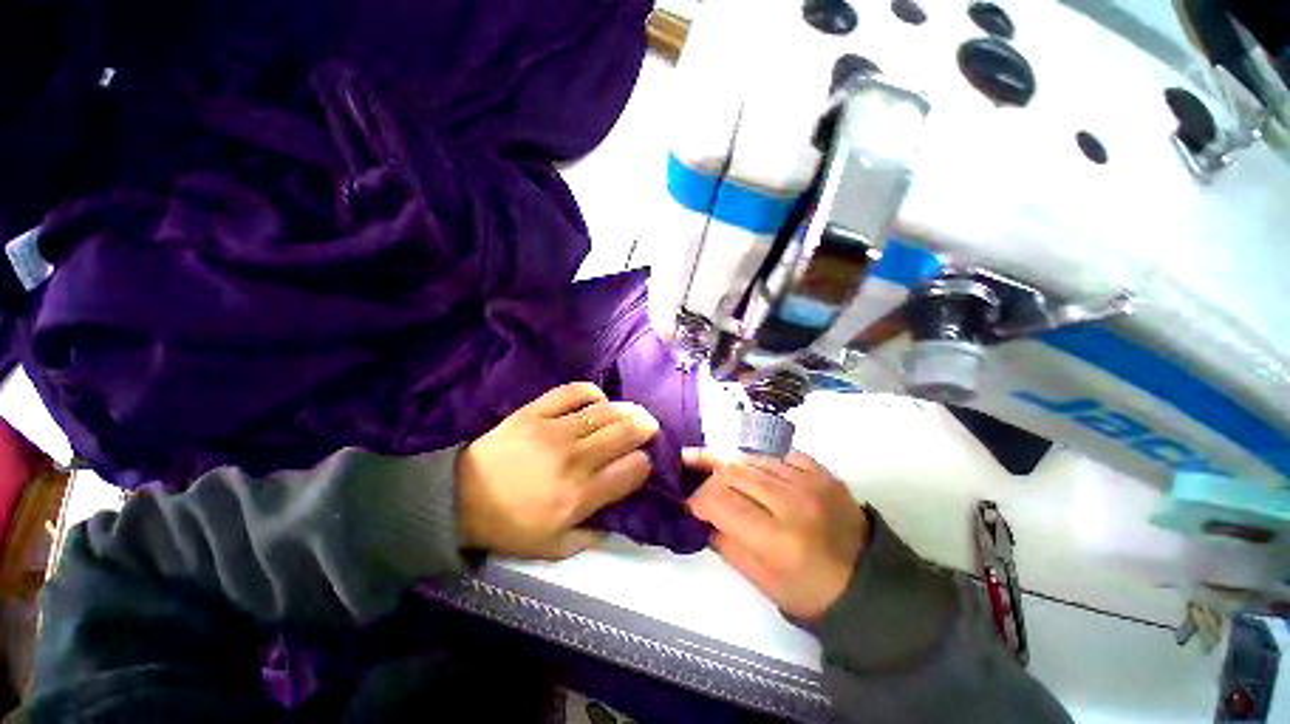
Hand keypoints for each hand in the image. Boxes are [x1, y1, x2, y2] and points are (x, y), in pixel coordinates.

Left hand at [458, 382, 658, 559]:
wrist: (460, 498)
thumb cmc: (510, 525)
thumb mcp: (555, 548)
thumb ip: (594, 536)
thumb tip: (621, 517)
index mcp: (579, 496)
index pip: (632, 470)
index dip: (645, 464)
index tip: (643, 463)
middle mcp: (573, 459)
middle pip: (625, 433)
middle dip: (646, 428)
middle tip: (650, 428)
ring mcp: (554, 430)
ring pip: (606, 411)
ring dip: (628, 410)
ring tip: (633, 413)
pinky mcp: (536, 411)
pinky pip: (574, 392)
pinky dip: (593, 393)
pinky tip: (598, 400)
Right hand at [685, 449, 868, 620]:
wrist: (869, 582)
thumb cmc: (810, 592)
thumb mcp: (761, 581)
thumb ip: (725, 543)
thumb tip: (702, 514)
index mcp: (777, 540)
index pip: (721, 502)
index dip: (697, 499)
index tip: (688, 502)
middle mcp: (793, 503)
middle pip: (733, 472)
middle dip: (707, 472)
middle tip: (691, 469)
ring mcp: (811, 482)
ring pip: (753, 458)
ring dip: (728, 461)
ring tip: (707, 456)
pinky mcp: (822, 471)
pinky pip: (778, 454)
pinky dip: (758, 458)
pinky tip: (749, 465)